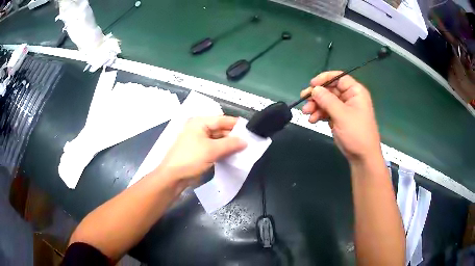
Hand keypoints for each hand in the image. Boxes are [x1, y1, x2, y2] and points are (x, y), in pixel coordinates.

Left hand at [158, 116, 246, 184]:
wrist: (173, 177)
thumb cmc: (190, 159)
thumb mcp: (211, 150)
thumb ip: (230, 144)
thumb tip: (245, 141)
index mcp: (200, 122)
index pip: (222, 120)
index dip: (237, 125)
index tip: (251, 130)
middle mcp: (199, 129)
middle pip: (221, 129)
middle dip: (234, 136)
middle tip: (250, 142)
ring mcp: (199, 141)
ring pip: (219, 140)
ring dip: (230, 145)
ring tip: (245, 149)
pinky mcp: (200, 152)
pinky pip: (215, 148)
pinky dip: (224, 151)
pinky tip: (234, 155)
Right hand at [300, 71, 380, 161]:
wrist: (362, 157)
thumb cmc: (356, 133)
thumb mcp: (342, 115)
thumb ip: (327, 100)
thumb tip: (314, 89)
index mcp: (355, 92)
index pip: (339, 78)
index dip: (324, 79)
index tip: (312, 85)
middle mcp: (349, 97)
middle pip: (330, 90)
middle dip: (317, 96)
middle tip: (304, 100)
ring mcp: (344, 108)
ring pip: (326, 101)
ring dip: (315, 106)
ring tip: (307, 113)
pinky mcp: (339, 118)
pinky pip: (326, 111)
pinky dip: (319, 114)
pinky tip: (313, 120)